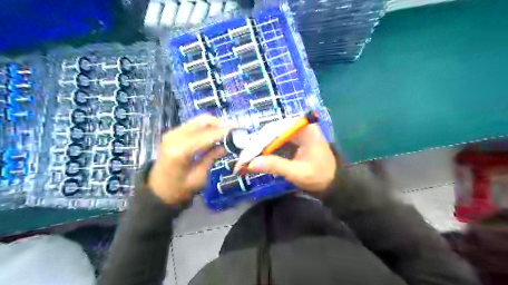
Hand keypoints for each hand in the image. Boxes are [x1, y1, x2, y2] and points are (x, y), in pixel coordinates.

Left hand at [148, 115, 228, 205]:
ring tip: (227, 134)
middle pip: (203, 121)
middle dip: (221, 124)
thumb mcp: (199, 177)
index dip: (225, 132)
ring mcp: (173, 133)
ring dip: (215, 125)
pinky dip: (207, 127)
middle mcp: (175, 136)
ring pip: (199, 120)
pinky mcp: (174, 134)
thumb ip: (212, 157)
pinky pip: (194, 125)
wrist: (157, 193)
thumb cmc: (178, 191)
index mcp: (180, 150)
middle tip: (235, 132)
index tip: (239, 132)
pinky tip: (215, 136)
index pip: (207, 135)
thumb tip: (228, 145)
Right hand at [246, 125, 336, 193]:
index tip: (245, 158)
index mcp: (304, 129)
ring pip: (270, 137)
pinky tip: (256, 159)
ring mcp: (295, 132)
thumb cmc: (319, 176)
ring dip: (258, 149)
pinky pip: (274, 142)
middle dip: (255, 147)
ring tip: (245, 162)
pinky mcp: (292, 139)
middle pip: (270, 132)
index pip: (275, 131)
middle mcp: (298, 125)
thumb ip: (276, 166)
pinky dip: (264, 151)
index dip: (257, 145)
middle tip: (242, 162)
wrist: (333, 181)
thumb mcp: (298, 173)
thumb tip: (251, 164)